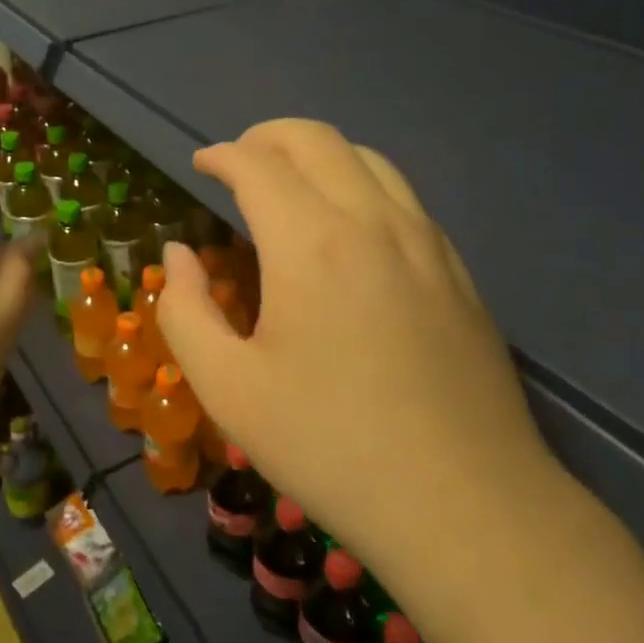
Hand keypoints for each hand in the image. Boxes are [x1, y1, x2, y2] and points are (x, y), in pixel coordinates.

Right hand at [159, 120, 557, 578]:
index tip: (201, 166)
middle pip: (316, 139)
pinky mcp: (457, 269)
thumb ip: (185, 311)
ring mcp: (425, 241)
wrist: (465, 506)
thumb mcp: (228, 390)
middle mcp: (373, 221)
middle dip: (267, 136)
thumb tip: (178, 255)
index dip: (221, 155)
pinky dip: (359, 184)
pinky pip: (402, 197)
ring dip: (317, 155)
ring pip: (367, 158)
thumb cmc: (331, 447)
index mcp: (311, 243)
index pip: (258, 164)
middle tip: (238, 162)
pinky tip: (347, 229)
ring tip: (289, 185)